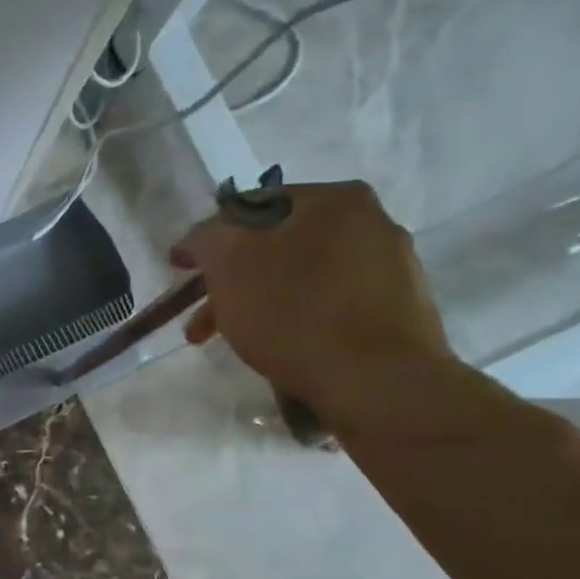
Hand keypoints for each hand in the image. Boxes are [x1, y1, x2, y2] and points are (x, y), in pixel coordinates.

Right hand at [172, 181, 452, 431]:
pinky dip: (295, 318)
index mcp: (333, 198)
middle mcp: (370, 220)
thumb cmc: (293, 312)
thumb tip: (201, 238)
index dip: (209, 238)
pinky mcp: (397, 308)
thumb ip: (207, 237)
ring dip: (258, 302)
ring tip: (230, 339)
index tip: (183, 270)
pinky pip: (329, 303)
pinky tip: (280, 345)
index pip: (250, 206)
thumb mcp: (228, 262)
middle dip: (231, 279)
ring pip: (300, 276)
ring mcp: (390, 265)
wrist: (376, 380)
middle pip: (276, 244)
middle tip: (201, 318)